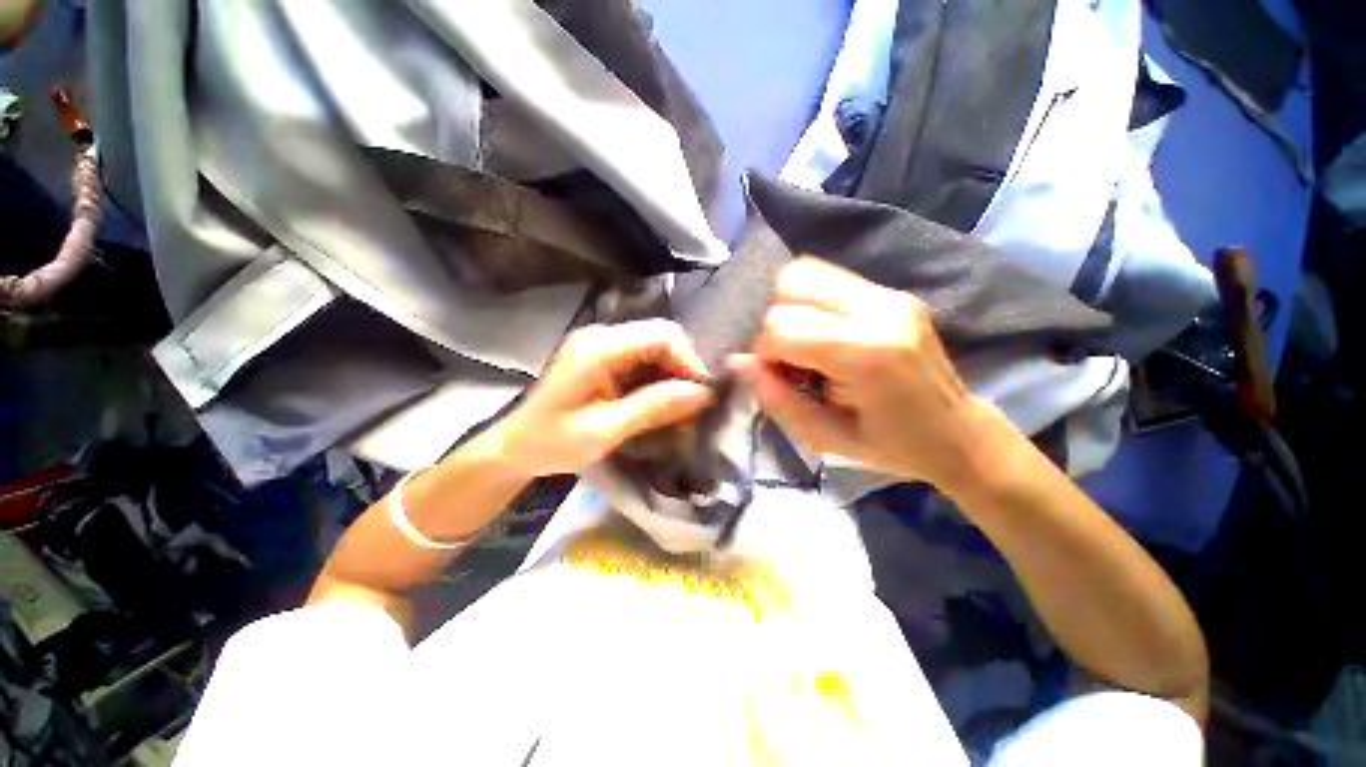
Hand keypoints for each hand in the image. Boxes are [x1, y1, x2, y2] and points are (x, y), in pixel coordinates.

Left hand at [493, 320, 714, 478]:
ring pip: (656, 350)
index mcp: (599, 347)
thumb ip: (653, 407)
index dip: (689, 362)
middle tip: (693, 408)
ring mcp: (602, 345)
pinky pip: (643, 362)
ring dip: (672, 378)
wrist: (514, 449)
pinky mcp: (604, 359)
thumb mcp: (605, 429)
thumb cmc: (552, 442)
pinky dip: (658, 382)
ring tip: (681, 411)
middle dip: (683, 371)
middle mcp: (602, 336)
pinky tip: (661, 405)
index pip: (662, 335)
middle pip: (661, 338)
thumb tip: (702, 394)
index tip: (702, 397)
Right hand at [733, 257, 995, 490]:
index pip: (783, 325)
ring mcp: (890, 294)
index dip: (766, 352)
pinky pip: (828, 279)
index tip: (778, 375)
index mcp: (866, 353)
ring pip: (807, 271)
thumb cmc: (889, 445)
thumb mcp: (824, 437)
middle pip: (792, 283)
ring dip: (792, 307)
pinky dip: (811, 302)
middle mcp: (880, 309)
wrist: (958, 433)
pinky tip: (825, 334)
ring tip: (807, 343)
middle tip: (791, 356)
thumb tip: (739, 362)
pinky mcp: (893, 292)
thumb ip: (777, 398)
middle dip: (776, 322)